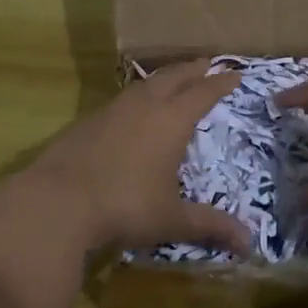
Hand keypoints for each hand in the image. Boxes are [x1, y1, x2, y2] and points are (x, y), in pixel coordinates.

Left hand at [19, 59, 251, 257]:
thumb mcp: (171, 219)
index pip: (202, 93)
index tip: (235, 75)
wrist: (57, 202)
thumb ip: (209, 225)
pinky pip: (122, 99)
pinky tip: (133, 109)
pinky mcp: (87, 121)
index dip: (220, 84)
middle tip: (207, 63)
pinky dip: (137, 96)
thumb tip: (250, 243)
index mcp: (171, 121)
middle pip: (173, 78)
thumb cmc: (124, 206)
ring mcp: (112, 110)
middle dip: (193, 69)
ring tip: (172, 79)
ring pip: (144, 84)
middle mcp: (144, 106)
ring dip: (164, 78)